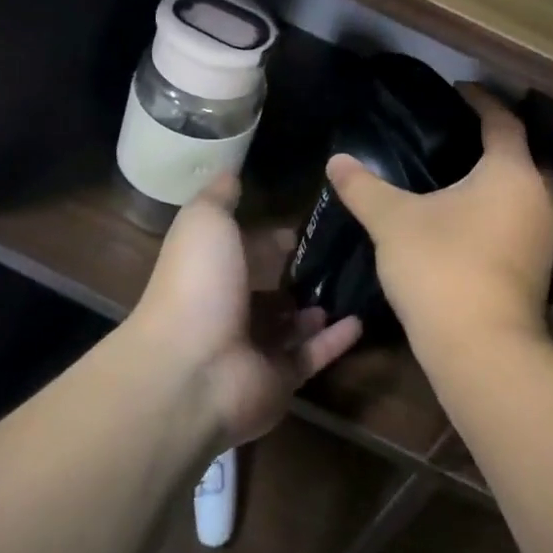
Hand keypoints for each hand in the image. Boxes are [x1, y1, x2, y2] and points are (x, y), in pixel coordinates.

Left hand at [134, 174, 362, 447]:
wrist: (192, 369)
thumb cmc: (198, 285)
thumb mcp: (205, 222)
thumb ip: (220, 197)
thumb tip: (230, 171)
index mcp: (211, 274)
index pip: (245, 254)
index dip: (270, 240)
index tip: (304, 228)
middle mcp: (230, 312)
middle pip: (269, 293)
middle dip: (298, 276)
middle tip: (341, 256)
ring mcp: (254, 350)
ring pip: (292, 327)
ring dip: (317, 308)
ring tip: (354, 284)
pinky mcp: (279, 381)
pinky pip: (312, 357)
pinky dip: (335, 340)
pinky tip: (360, 319)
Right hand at [326, 86, 552, 364]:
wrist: (482, 348)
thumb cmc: (441, 267)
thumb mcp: (394, 221)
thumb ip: (365, 187)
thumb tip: (336, 161)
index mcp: (511, 171)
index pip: (503, 121)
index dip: (481, 101)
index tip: (458, 90)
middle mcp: (539, 196)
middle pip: (527, 154)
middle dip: (501, 138)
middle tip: (464, 132)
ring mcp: (546, 235)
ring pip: (530, 189)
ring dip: (505, 176)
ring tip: (465, 173)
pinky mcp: (541, 267)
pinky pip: (525, 219)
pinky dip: (505, 207)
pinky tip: (473, 218)